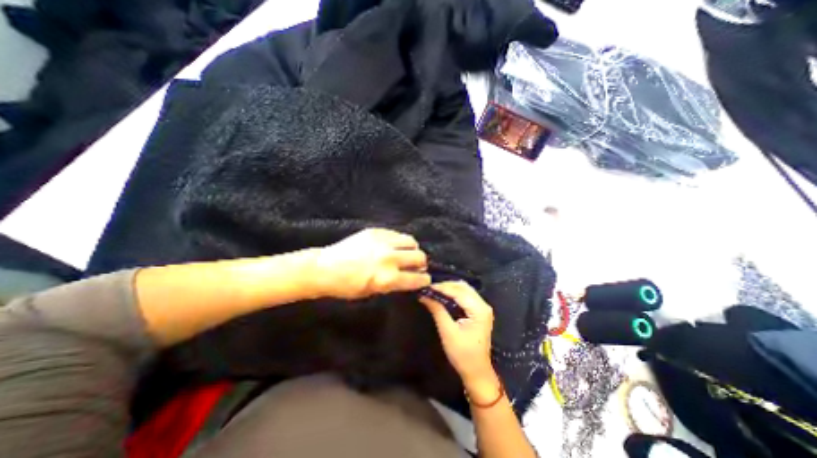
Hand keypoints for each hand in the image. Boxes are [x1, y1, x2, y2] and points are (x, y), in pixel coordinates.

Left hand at [316, 228, 433, 299]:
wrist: (325, 268)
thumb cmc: (347, 287)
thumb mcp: (373, 292)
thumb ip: (394, 284)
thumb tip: (409, 277)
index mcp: (388, 278)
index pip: (417, 278)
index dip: (424, 280)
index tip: (424, 279)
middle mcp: (389, 258)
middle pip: (420, 257)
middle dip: (421, 263)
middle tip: (414, 266)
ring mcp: (383, 242)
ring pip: (411, 241)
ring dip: (412, 249)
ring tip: (405, 252)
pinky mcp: (376, 231)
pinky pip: (397, 234)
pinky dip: (399, 241)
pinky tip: (392, 245)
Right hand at [421, 279, 497, 397]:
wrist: (477, 371)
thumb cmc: (463, 354)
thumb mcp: (447, 331)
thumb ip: (437, 310)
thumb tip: (424, 296)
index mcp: (479, 310)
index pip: (458, 292)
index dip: (442, 287)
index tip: (426, 286)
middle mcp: (483, 305)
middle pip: (463, 287)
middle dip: (446, 285)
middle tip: (429, 287)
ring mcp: (482, 307)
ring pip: (464, 289)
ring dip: (450, 288)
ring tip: (434, 290)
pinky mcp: (479, 311)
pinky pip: (466, 295)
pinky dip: (454, 293)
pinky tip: (443, 295)